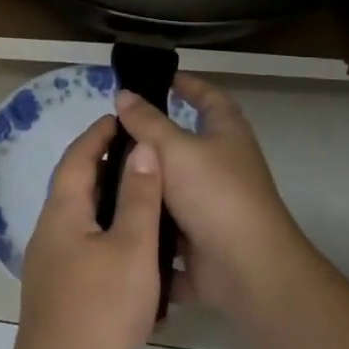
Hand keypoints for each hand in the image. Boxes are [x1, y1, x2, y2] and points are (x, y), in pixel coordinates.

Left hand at [12, 113, 161, 348]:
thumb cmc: (101, 310)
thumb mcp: (132, 248)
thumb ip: (139, 196)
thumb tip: (142, 148)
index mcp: (61, 213)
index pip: (77, 158)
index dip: (98, 135)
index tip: (120, 117)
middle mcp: (48, 233)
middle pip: (74, 186)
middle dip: (104, 165)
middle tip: (141, 155)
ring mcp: (49, 267)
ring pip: (80, 219)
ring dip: (108, 202)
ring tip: (145, 198)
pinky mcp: (59, 295)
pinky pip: (84, 249)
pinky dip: (108, 235)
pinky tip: (135, 253)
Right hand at [113, 76, 312, 321]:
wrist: (246, 269)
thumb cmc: (215, 194)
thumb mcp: (175, 148)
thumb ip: (147, 122)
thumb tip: (124, 94)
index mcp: (227, 134)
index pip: (209, 97)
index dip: (188, 85)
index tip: (161, 78)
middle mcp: (223, 166)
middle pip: (185, 145)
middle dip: (151, 140)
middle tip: (112, 133)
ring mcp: (213, 206)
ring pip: (172, 189)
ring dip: (145, 186)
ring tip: (101, 177)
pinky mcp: (202, 241)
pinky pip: (168, 229)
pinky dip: (147, 225)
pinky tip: (113, 219)